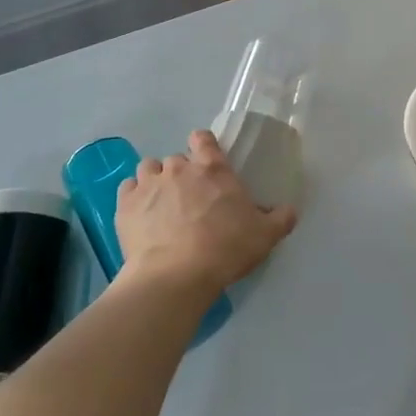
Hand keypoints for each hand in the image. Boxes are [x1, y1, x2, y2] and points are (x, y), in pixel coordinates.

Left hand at [116, 130, 296, 302]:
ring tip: (162, 204)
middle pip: (177, 159)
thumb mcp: (265, 236)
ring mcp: (148, 184)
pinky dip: (133, 197)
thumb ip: (280, 219)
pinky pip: (127, 189)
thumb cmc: (225, 249)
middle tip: (190, 199)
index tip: (206, 160)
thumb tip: (290, 210)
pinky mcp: (125, 205)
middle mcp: (179, 168)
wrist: (175, 276)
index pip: (203, 139)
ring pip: (149, 168)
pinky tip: (141, 214)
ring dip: (156, 181)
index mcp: (213, 169)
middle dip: (182, 174)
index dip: (203, 145)